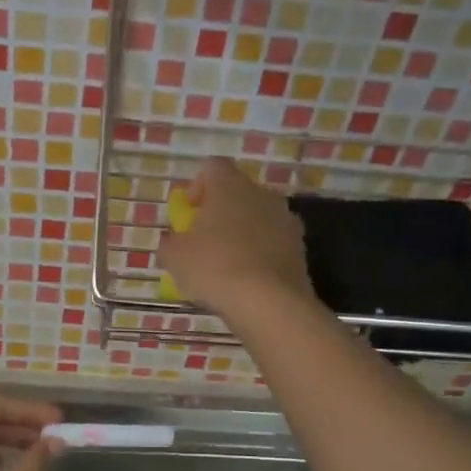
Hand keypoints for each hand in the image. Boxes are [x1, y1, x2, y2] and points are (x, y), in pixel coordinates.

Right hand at [157, 158, 315, 319]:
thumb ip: (170, 243)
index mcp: (230, 185)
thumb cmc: (214, 268)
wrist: (269, 302)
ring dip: (242, 234)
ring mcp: (286, 220)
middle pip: (237, 193)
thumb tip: (173, 242)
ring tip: (227, 265)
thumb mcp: (175, 258)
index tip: (188, 214)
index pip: (212, 168)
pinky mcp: (300, 248)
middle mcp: (262, 193)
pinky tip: (248, 280)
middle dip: (220, 213)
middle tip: (204, 241)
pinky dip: (260, 255)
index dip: (197, 187)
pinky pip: (273, 243)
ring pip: (258, 218)